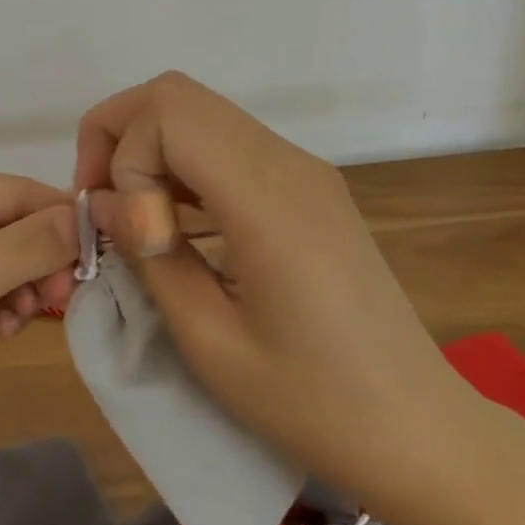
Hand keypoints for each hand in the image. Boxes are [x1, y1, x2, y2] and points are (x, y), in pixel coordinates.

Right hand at [75, 72, 482, 507]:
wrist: (418, 430)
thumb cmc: (311, 404)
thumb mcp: (208, 342)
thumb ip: (148, 256)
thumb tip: (107, 203)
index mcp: (267, 200)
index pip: (169, 115)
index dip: (125, 160)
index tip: (128, 232)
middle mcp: (287, 163)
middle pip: (177, 94)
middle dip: (120, 135)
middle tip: (106, 202)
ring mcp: (302, 168)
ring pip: (198, 110)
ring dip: (149, 146)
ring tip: (134, 215)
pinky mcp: (307, 183)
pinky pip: (225, 140)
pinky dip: (181, 161)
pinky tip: (174, 220)